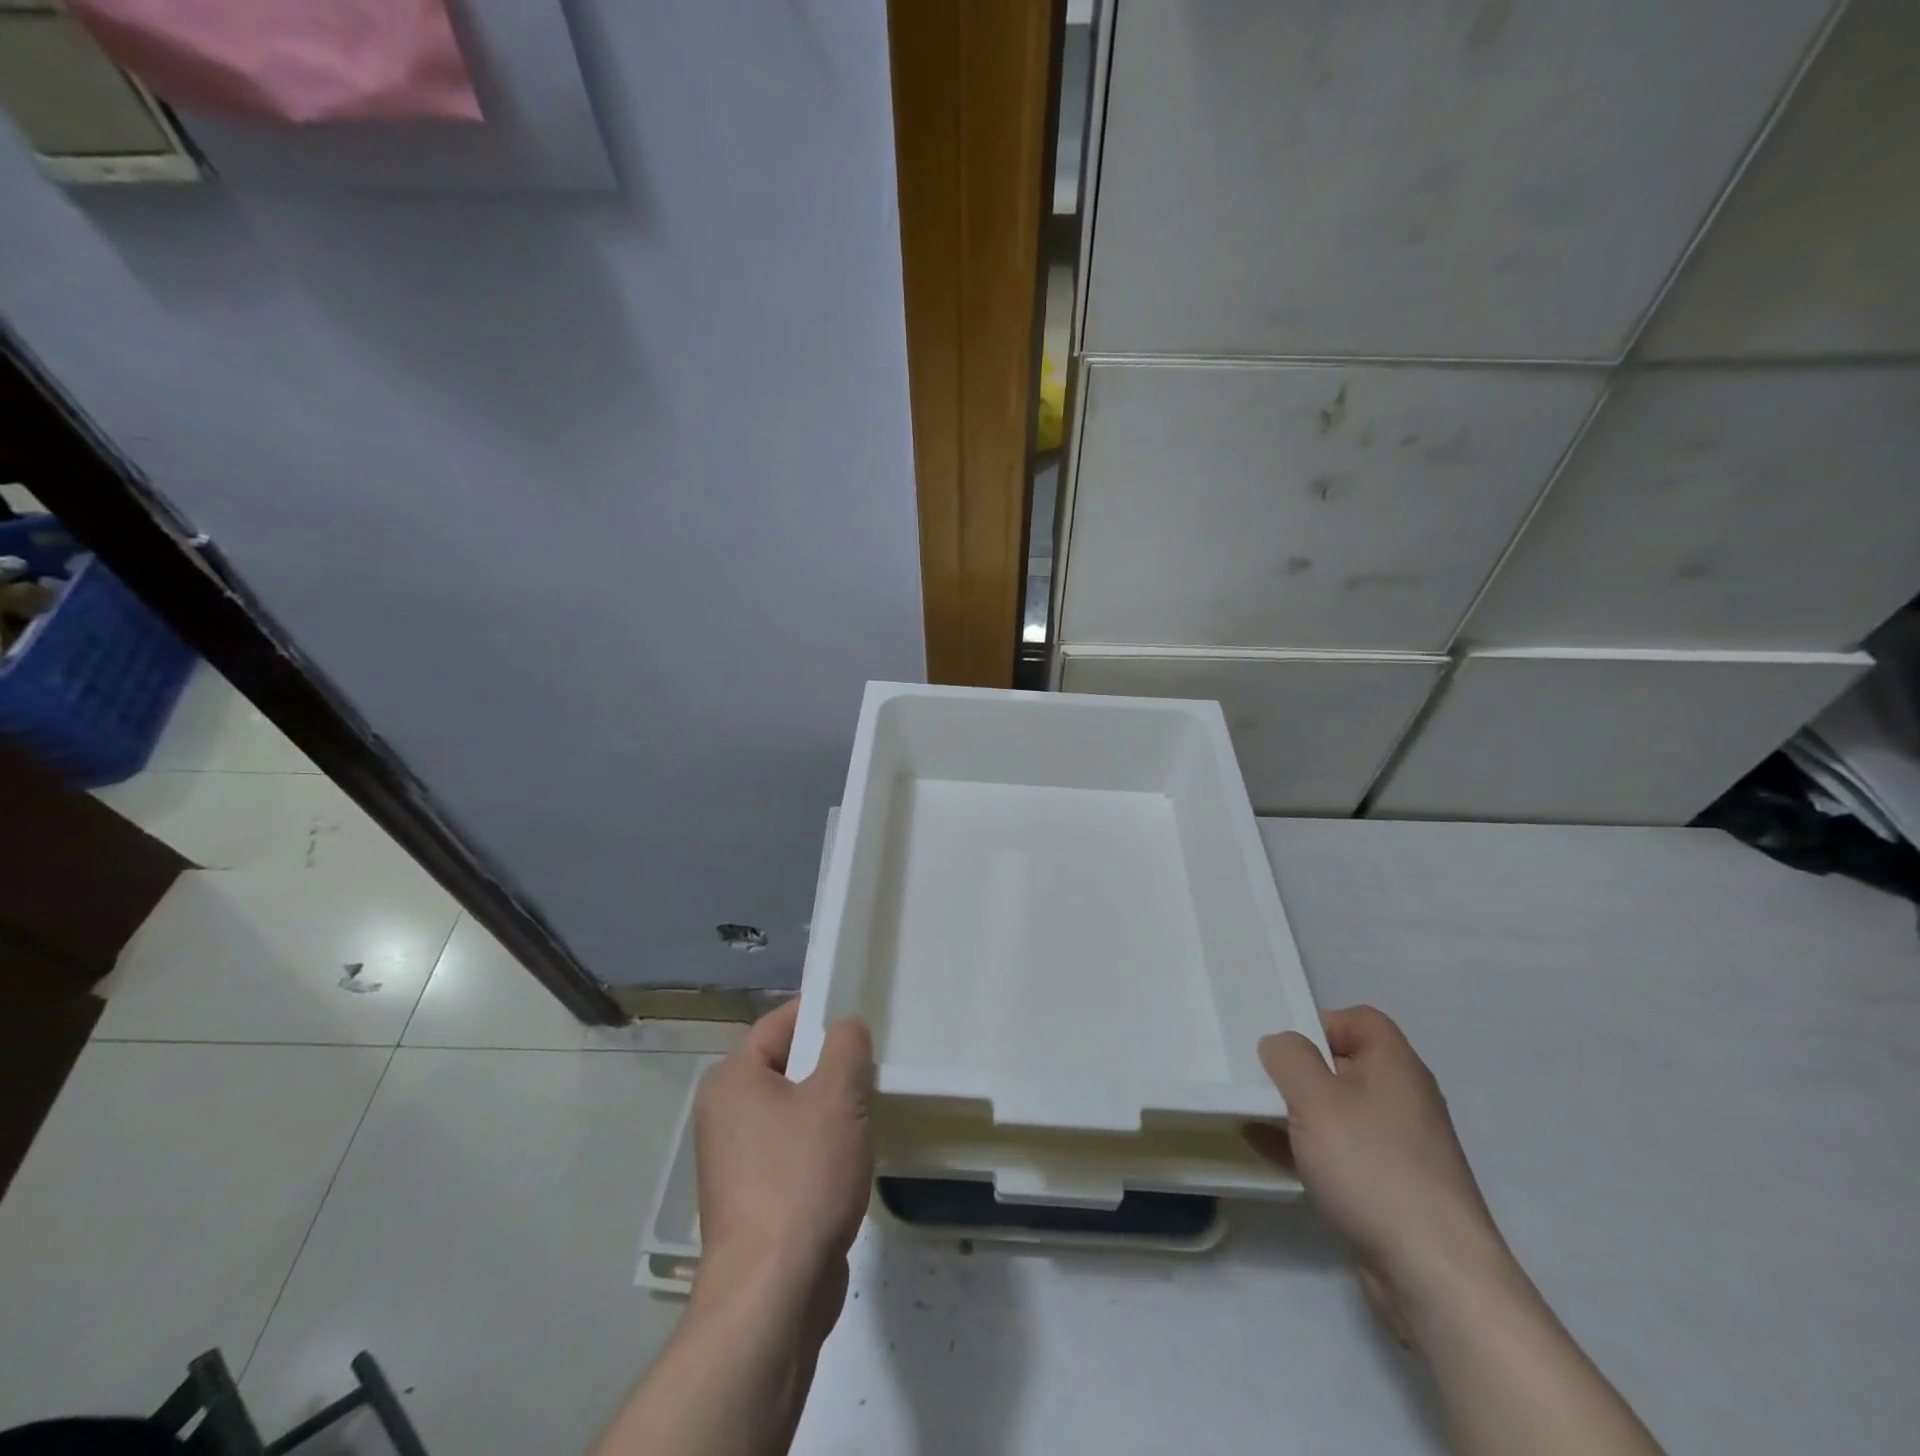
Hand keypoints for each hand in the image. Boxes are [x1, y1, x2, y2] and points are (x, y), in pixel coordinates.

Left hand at [693, 1000, 874, 1324]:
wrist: (772, 1292)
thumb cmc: (801, 1176)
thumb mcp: (837, 1096)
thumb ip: (846, 1046)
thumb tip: (846, 1025)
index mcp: (732, 1080)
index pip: (778, 1024)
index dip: (819, 1013)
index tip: (858, 1014)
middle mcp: (724, 1114)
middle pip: (786, 1067)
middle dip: (830, 1065)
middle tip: (872, 1064)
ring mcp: (734, 1161)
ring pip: (792, 1111)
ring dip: (829, 1109)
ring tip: (868, 1110)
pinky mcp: (751, 1199)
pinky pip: (791, 1151)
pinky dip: (819, 1147)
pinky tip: (850, 1159)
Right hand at [1246, 1005, 1509, 1344]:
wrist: (1433, 1275)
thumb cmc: (1372, 1167)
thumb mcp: (1315, 1098)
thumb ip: (1288, 1057)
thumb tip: (1280, 1044)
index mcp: (1395, 1067)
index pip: (1359, 1020)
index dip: (1321, 1023)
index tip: (1283, 1046)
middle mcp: (1402, 1100)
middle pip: (1345, 1065)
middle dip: (1299, 1069)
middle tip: (1258, 1077)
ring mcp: (1398, 1148)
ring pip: (1338, 1111)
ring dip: (1296, 1109)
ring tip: (1251, 1110)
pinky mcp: (1387, 1189)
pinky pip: (1338, 1152)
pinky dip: (1302, 1146)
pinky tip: (1262, 1148)